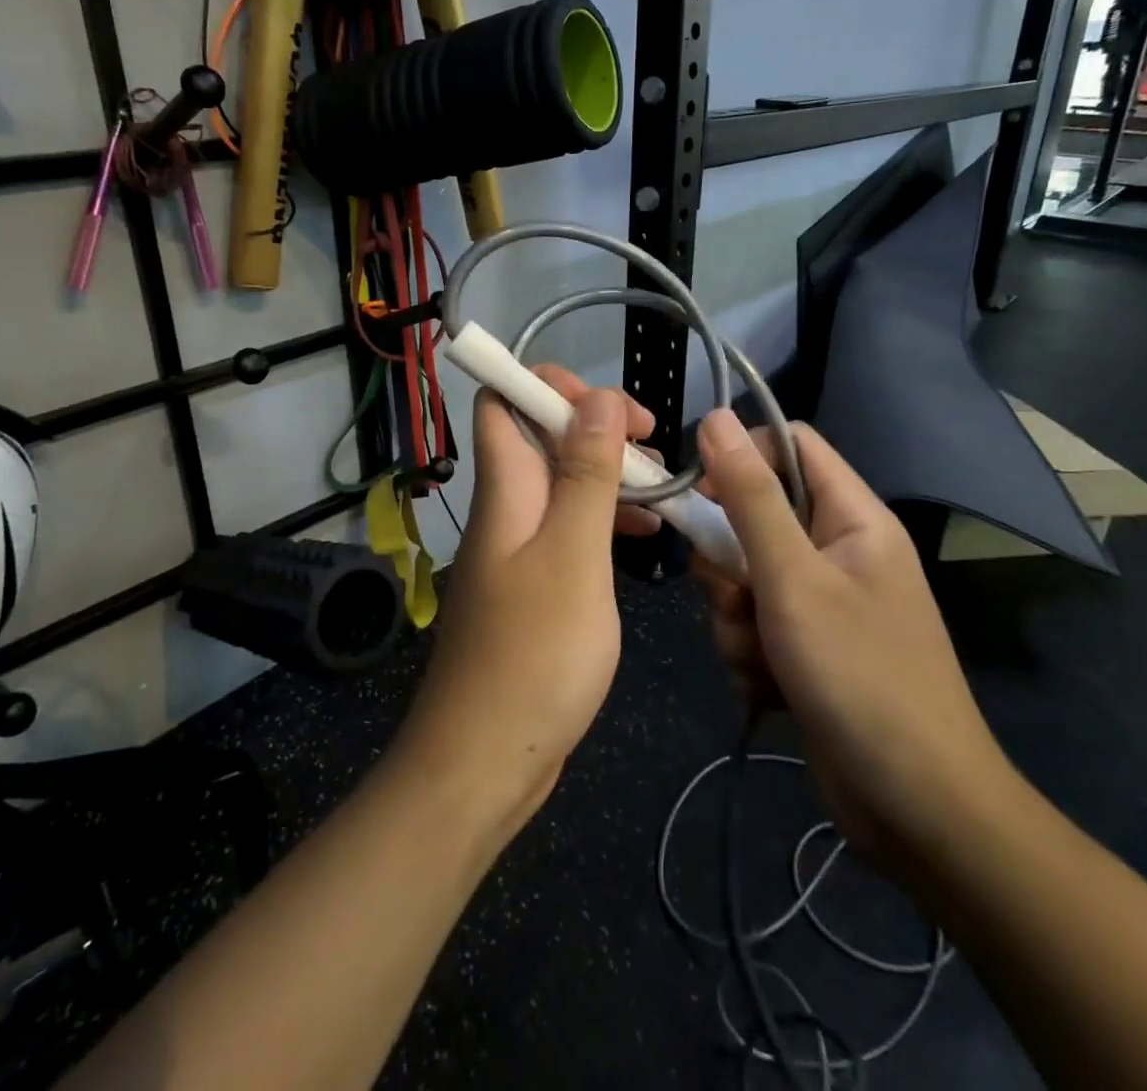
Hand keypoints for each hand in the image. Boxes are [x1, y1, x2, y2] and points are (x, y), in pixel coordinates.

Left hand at [397, 368, 654, 830]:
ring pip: (561, 484)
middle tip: (651, 447)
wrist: (485, 761)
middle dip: (595, 426)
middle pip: (539, 438)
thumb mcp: (573, 556)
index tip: (611, 406)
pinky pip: (568, 531)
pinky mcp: (533, 587)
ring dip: (607, 474)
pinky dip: (604, 522)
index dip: (550, 385)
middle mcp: (505, 510)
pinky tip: (645, 539)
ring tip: (661, 488)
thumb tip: (594, 397)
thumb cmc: (535, 654)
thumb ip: (585, 475)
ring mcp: (517, 550)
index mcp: (506, 491)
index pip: (504, 402)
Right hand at [693, 409, 1015, 874]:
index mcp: (853, 517)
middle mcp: (840, 550)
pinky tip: (767, 689)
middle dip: (729, 562)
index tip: (700, 495)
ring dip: (735, 618)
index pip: (789, 445)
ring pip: (746, 578)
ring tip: (759, 658)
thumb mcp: (792, 579)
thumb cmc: (859, 677)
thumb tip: (715, 417)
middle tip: (734, 598)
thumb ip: (750, 496)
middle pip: (757, 516)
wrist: (918, 810)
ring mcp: (825, 603)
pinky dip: (749, 654)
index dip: (740, 458)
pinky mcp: (810, 649)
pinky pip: (755, 626)